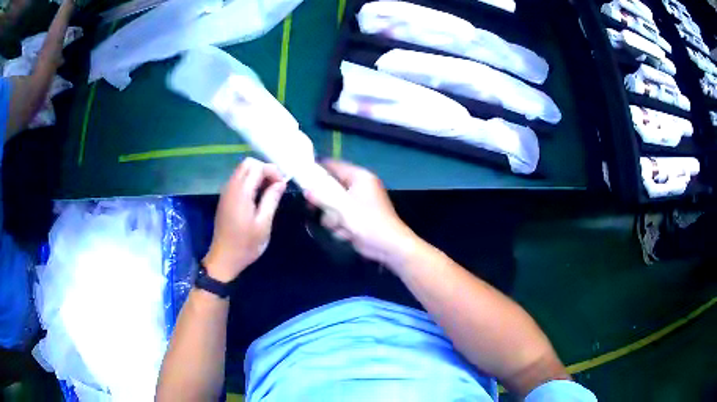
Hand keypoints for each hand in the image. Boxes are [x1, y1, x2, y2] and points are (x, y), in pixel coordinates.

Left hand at [203, 158, 285, 281]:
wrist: (224, 258)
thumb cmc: (246, 244)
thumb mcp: (263, 224)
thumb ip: (271, 199)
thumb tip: (281, 183)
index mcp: (241, 192)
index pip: (257, 167)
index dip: (272, 171)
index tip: (283, 185)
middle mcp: (231, 187)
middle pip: (247, 164)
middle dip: (264, 169)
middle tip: (276, 185)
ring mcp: (226, 192)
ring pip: (242, 170)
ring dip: (257, 175)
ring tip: (270, 191)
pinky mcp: (225, 198)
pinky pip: (238, 180)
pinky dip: (250, 181)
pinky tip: (258, 196)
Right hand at [305, 160, 420, 270]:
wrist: (389, 246)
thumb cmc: (369, 222)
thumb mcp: (343, 208)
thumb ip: (323, 196)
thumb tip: (306, 189)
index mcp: (359, 177)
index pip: (334, 166)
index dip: (317, 170)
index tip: (301, 177)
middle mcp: (358, 187)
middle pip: (330, 188)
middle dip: (325, 203)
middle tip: (313, 209)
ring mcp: (356, 203)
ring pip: (331, 206)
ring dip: (333, 219)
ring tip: (342, 226)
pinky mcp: (355, 218)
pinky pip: (338, 218)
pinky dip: (340, 226)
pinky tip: (348, 234)